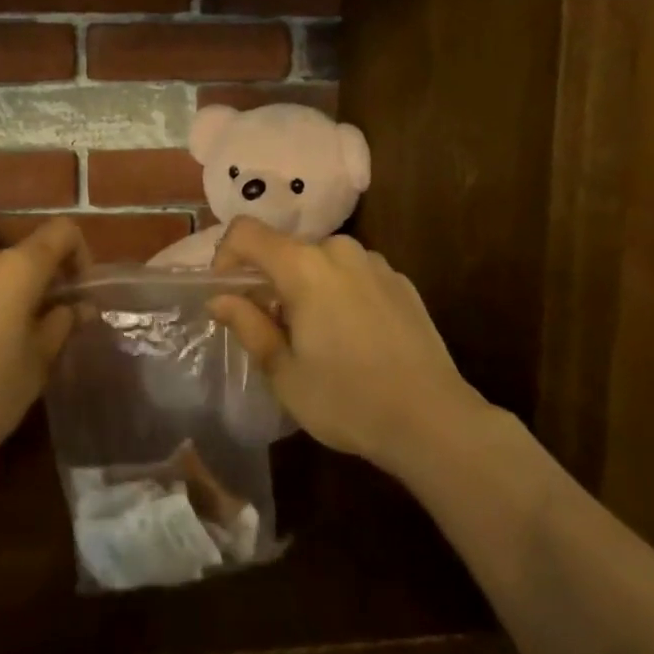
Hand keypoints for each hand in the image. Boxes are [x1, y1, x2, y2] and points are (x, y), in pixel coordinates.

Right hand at [210, 218, 484, 478]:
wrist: (433, 420)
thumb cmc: (347, 400)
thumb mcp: (285, 373)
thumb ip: (249, 325)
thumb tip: (220, 298)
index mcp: (303, 266)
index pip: (247, 232)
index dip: (225, 255)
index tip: (227, 293)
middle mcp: (338, 250)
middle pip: (286, 250)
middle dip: (270, 281)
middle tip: (273, 329)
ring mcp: (374, 262)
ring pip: (321, 262)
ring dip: (307, 287)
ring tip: (317, 337)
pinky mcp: (400, 279)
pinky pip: (353, 274)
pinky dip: (339, 292)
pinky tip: (354, 338)